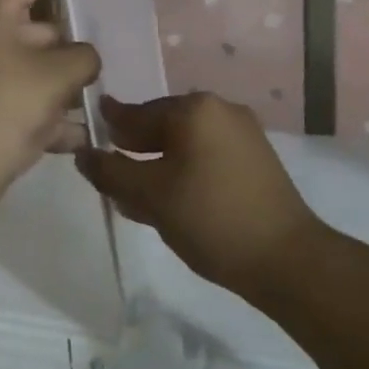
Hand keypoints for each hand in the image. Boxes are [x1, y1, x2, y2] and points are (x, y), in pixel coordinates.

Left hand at [0, 0, 100, 202]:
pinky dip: (53, 120)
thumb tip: (83, 60)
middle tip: (109, 49)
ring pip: (39, 73)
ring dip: (67, 87)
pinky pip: (31, 108)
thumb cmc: (4, 104)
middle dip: (72, 44)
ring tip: (104, 95)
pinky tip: (83, 136)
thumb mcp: (56, 73)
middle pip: (41, 30)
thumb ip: (82, 57)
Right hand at [75, 93, 325, 294]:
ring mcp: (243, 135)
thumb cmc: (209, 217)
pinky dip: (183, 172)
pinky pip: (206, 157)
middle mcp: (221, 111)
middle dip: (134, 150)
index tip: (88, 135)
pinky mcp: (256, 161)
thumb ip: (110, 171)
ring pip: (184, 145)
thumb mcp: (149, 195)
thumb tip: (83, 154)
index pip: (136, 113)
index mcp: (194, 109)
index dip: (109, 127)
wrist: (285, 259)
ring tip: (135, 197)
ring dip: (157, 165)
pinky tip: (169, 201)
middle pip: (161, 127)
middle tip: (110, 175)